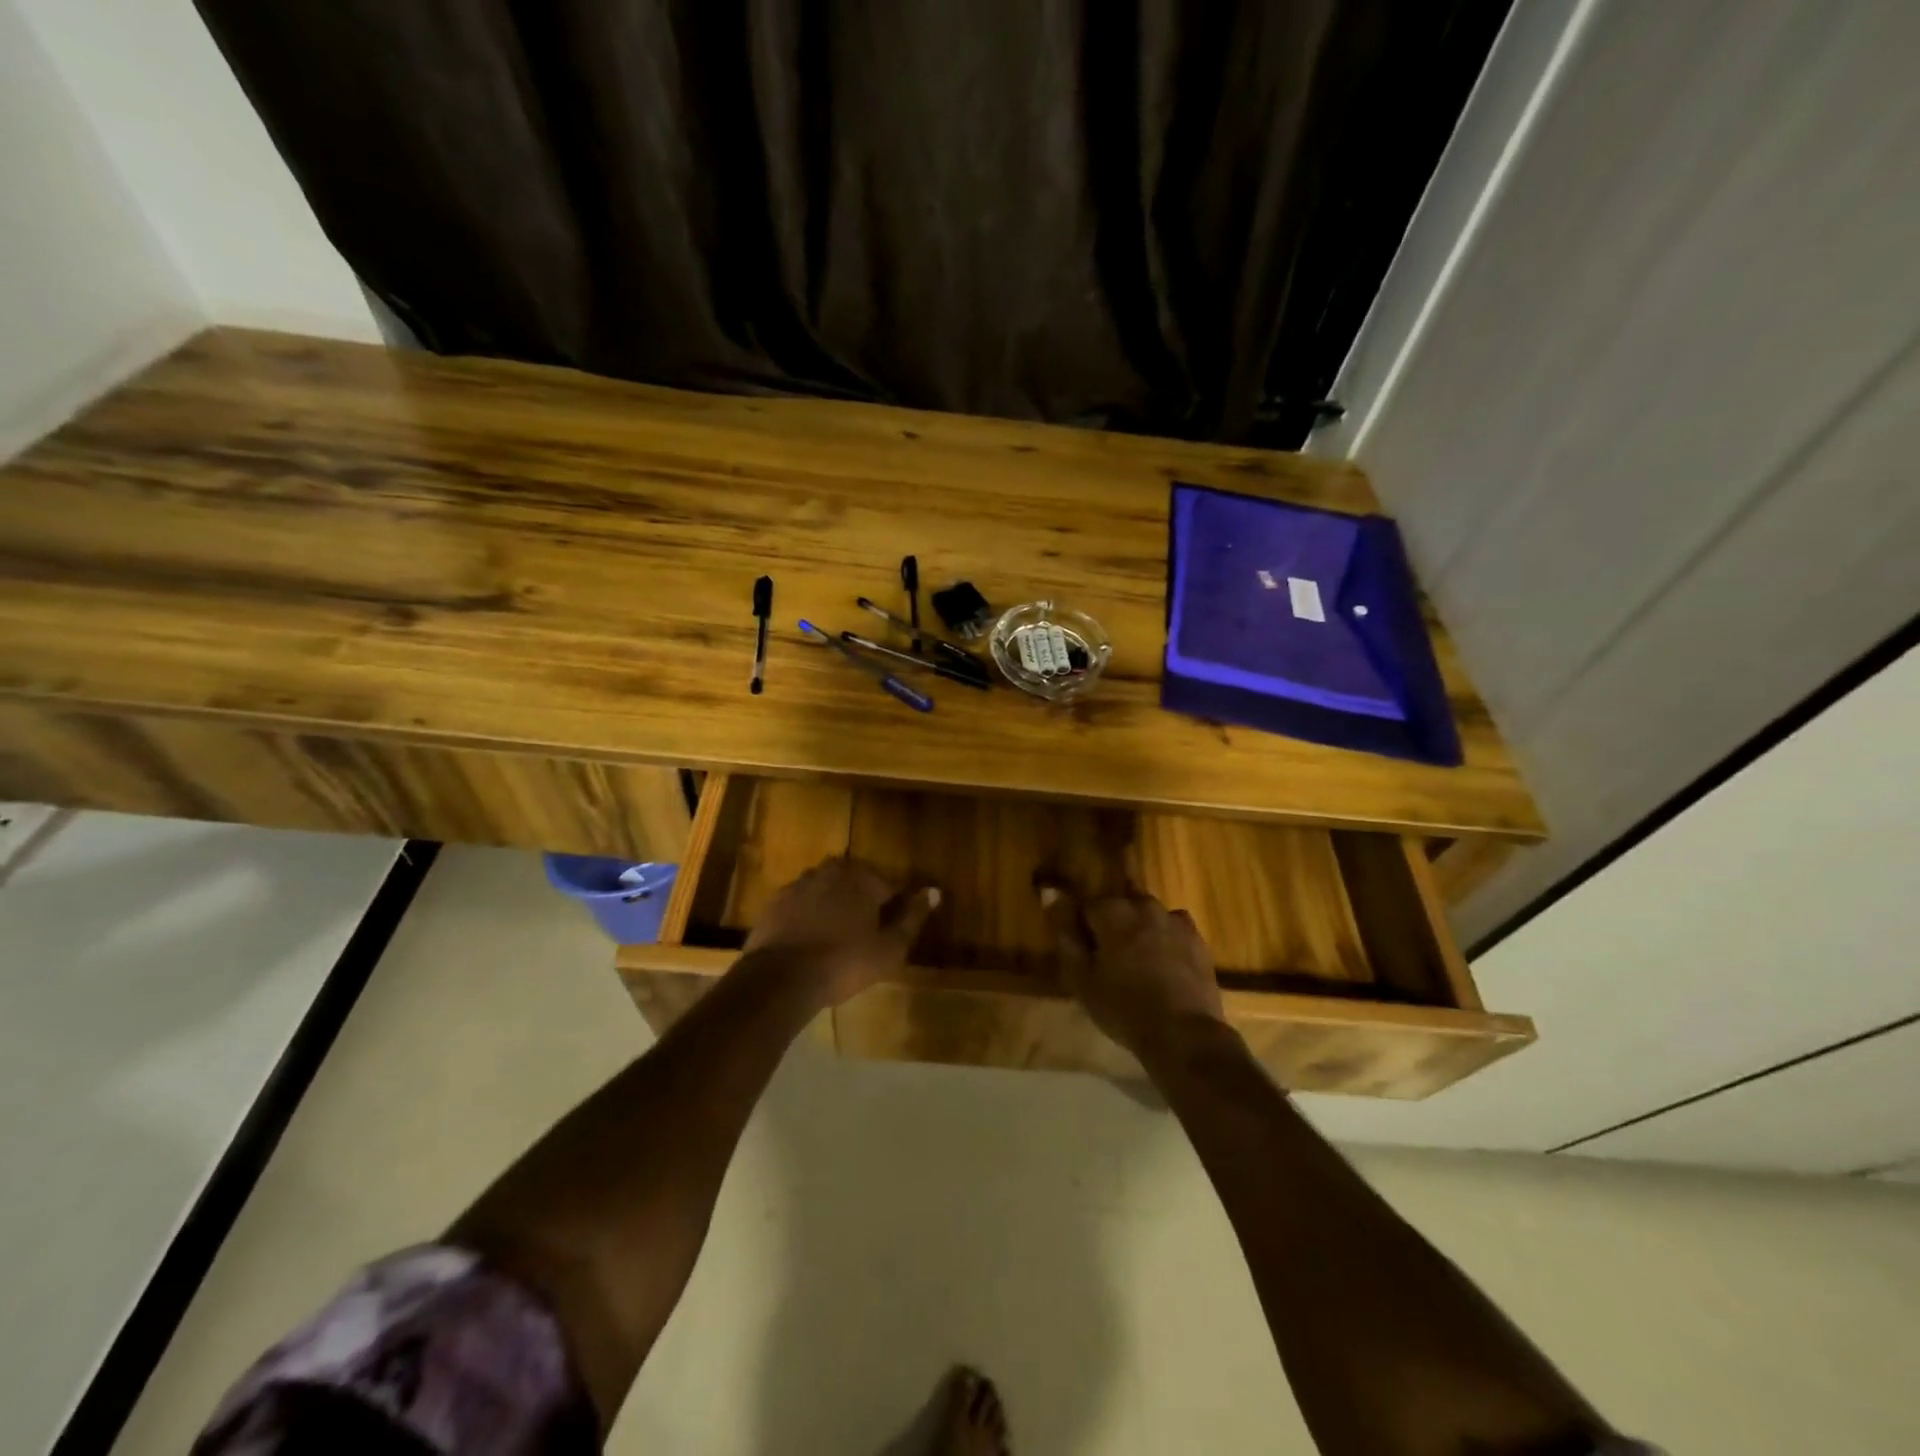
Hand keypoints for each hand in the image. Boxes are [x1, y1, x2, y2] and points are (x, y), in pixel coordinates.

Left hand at [745, 858, 939, 1009]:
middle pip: (853, 883)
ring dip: (831, 906)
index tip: (887, 933)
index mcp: (861, 878)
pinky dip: (806, 916)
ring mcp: (799, 885)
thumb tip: (934, 891)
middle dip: (860, 902)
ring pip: (824, 890)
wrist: (781, 978)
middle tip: (861, 934)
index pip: (886, 886)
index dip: (890, 910)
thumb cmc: (844, 962)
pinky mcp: (774, 903)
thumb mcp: (889, 947)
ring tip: (834, 937)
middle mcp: (830, 872)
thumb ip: (913, 917)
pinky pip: (799, 904)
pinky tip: (807, 940)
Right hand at [1040, 884, 1225, 1059]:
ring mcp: (1174, 921)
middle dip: (1111, 922)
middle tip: (1109, 956)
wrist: (1182, 1034)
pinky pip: (1174, 926)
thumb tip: (1050, 892)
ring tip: (1137, 957)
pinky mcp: (1197, 938)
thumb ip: (1065, 932)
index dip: (1082, 927)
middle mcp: (1143, 906)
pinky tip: (1165, 959)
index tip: (1083, 950)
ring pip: (1148, 911)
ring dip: (1139, 926)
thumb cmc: (1122, 1008)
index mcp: (1112, 912)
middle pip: (1120, 903)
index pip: (1087, 905)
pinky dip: (1165, 935)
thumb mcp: (1081, 977)